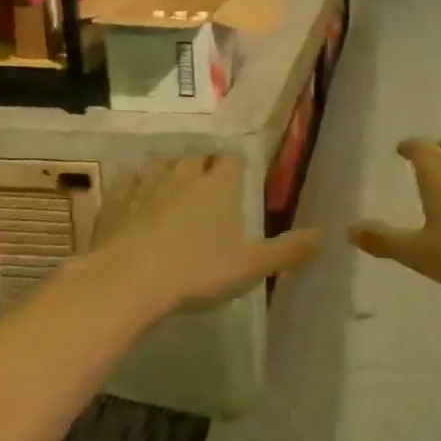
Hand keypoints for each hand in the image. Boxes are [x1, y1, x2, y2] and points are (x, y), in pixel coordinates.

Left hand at [90, 153, 322, 316]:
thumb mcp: (251, 266)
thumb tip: (325, 235)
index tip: (239, 175)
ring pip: (161, 164)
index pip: (233, 160)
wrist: (128, 282)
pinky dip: (134, 185)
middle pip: (197, 158)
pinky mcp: (115, 201)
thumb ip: (288, 250)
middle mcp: (184, 176)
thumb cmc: (197, 272)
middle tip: (207, 185)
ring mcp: (146, 185)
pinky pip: (127, 181)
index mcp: (219, 187)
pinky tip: (134, 196)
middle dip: (203, 166)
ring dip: (169, 171)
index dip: (237, 165)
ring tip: (173, 186)